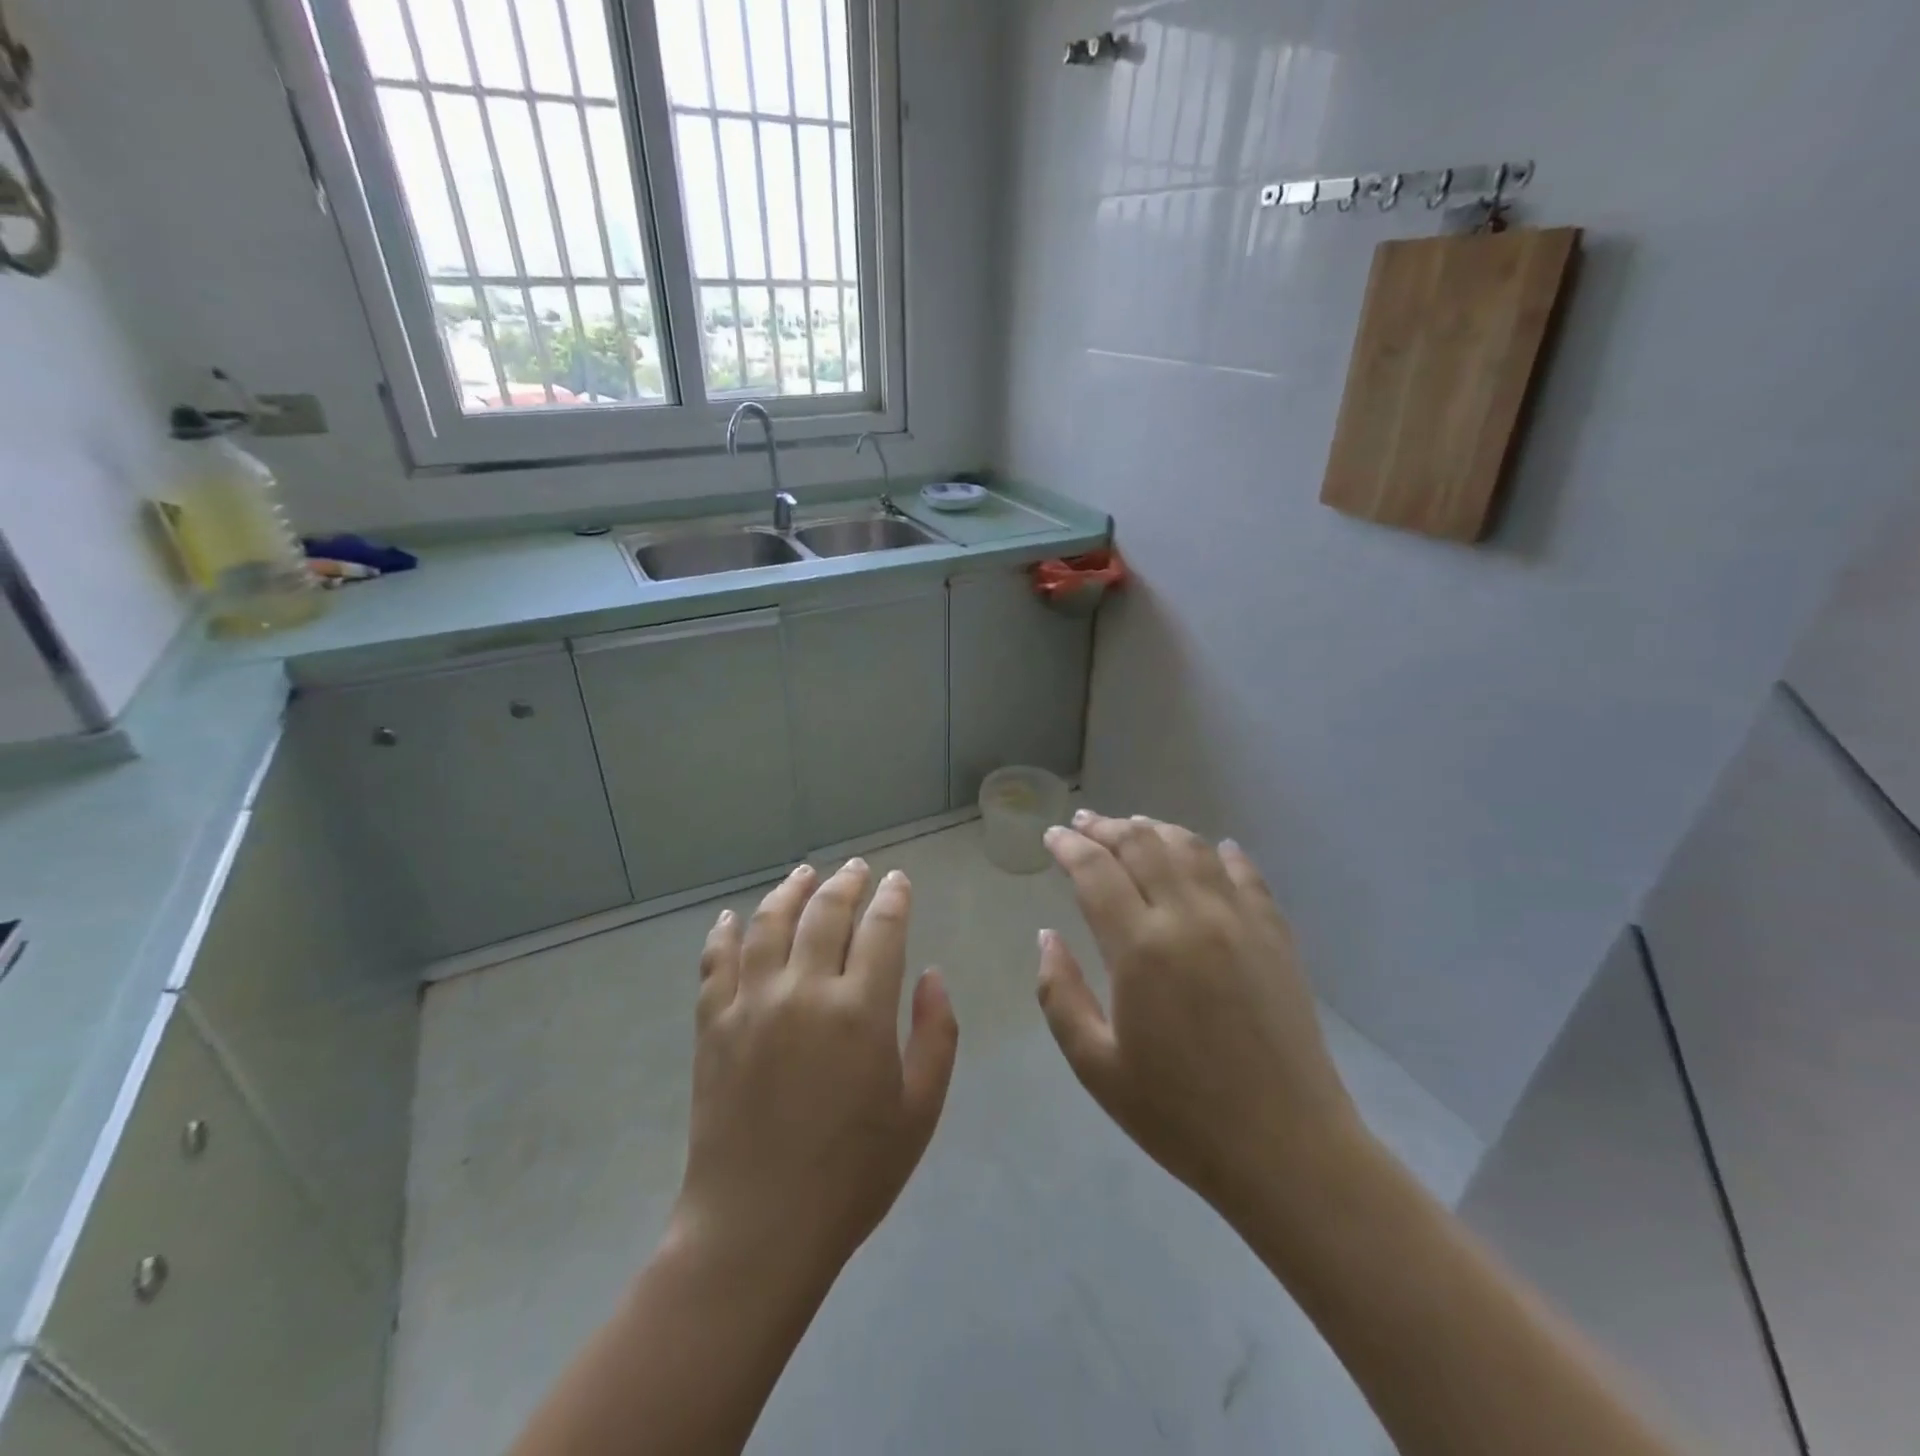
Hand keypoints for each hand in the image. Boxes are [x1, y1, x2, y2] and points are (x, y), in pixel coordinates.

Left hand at [673, 859, 958, 1287]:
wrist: (758, 1229)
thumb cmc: (852, 1175)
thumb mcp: (920, 1111)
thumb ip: (936, 1034)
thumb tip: (933, 974)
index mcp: (860, 1010)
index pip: (881, 928)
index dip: (893, 898)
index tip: (898, 881)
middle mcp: (804, 991)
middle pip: (825, 913)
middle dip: (846, 883)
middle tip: (857, 868)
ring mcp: (751, 1004)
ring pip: (768, 924)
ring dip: (789, 891)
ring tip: (803, 874)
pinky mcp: (712, 1026)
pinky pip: (715, 963)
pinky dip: (723, 933)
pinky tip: (730, 917)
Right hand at [1036, 811, 1361, 1226]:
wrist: (1287, 1150)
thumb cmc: (1179, 1115)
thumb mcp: (1096, 1065)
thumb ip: (1059, 995)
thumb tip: (1046, 937)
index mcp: (1140, 948)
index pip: (1096, 870)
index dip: (1068, 846)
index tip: (1051, 837)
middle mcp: (1189, 917)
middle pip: (1142, 844)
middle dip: (1106, 827)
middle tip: (1082, 823)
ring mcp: (1239, 921)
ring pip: (1191, 848)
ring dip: (1156, 829)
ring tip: (1134, 828)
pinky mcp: (1276, 935)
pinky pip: (1245, 874)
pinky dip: (1220, 853)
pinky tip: (1213, 849)